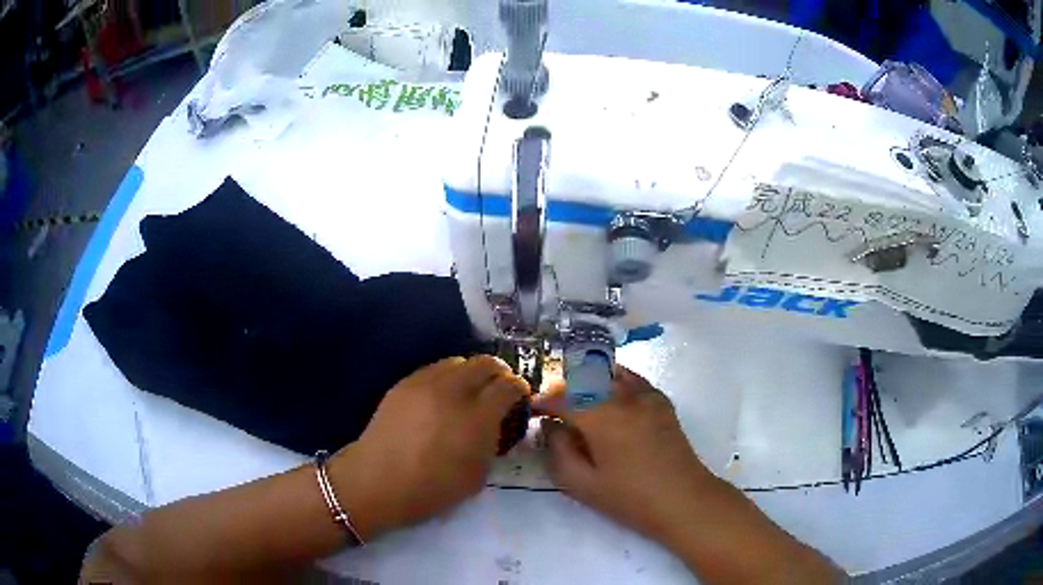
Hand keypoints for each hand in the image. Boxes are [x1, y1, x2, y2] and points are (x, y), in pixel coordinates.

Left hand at [331, 356, 528, 535]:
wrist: (377, 481)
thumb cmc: (431, 489)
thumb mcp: (477, 475)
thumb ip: (492, 442)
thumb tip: (495, 423)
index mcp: (476, 418)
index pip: (508, 386)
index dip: (520, 388)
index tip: (521, 396)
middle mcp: (453, 392)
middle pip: (485, 363)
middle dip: (499, 372)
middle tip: (500, 388)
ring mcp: (425, 383)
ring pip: (458, 361)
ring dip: (471, 372)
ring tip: (470, 391)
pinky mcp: (404, 383)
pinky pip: (434, 369)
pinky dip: (447, 377)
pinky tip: (443, 395)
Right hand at [534, 366, 723, 541]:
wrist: (682, 499)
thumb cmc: (629, 498)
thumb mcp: (582, 484)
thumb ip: (558, 451)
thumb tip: (551, 426)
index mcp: (602, 417)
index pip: (563, 398)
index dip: (543, 402)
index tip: (531, 410)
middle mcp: (624, 396)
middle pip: (585, 379)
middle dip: (562, 389)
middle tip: (551, 407)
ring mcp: (646, 395)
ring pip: (608, 372)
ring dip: (587, 380)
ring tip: (576, 398)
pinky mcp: (661, 401)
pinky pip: (631, 377)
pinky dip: (613, 379)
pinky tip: (607, 393)